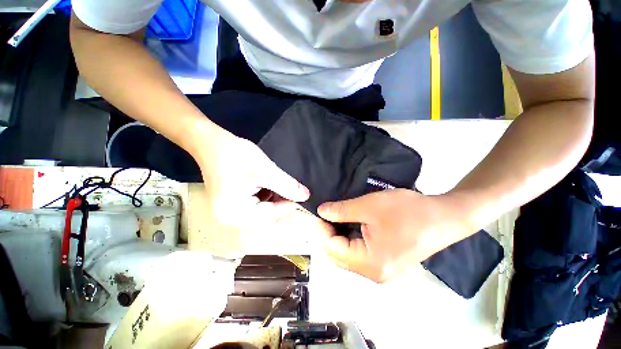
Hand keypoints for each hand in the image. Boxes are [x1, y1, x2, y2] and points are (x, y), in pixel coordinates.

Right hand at [191, 124, 309, 228]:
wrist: (209, 142)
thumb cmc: (234, 154)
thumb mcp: (265, 170)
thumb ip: (287, 185)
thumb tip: (306, 197)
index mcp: (235, 213)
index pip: (271, 215)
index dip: (291, 206)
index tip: (306, 198)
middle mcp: (231, 218)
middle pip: (267, 216)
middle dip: (284, 204)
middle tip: (298, 194)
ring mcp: (231, 211)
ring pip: (264, 211)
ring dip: (278, 200)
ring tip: (287, 188)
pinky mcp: (234, 203)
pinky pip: (257, 205)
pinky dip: (269, 197)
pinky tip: (274, 187)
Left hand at [317, 189, 473, 282]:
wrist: (444, 216)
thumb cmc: (407, 210)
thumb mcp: (369, 206)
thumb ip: (341, 210)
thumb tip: (321, 212)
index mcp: (370, 264)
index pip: (333, 249)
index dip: (321, 230)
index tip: (318, 213)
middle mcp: (374, 274)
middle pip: (338, 256)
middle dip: (328, 234)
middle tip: (326, 214)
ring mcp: (381, 271)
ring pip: (348, 255)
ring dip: (338, 236)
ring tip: (336, 217)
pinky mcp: (387, 263)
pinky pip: (359, 254)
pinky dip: (350, 239)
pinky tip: (350, 224)